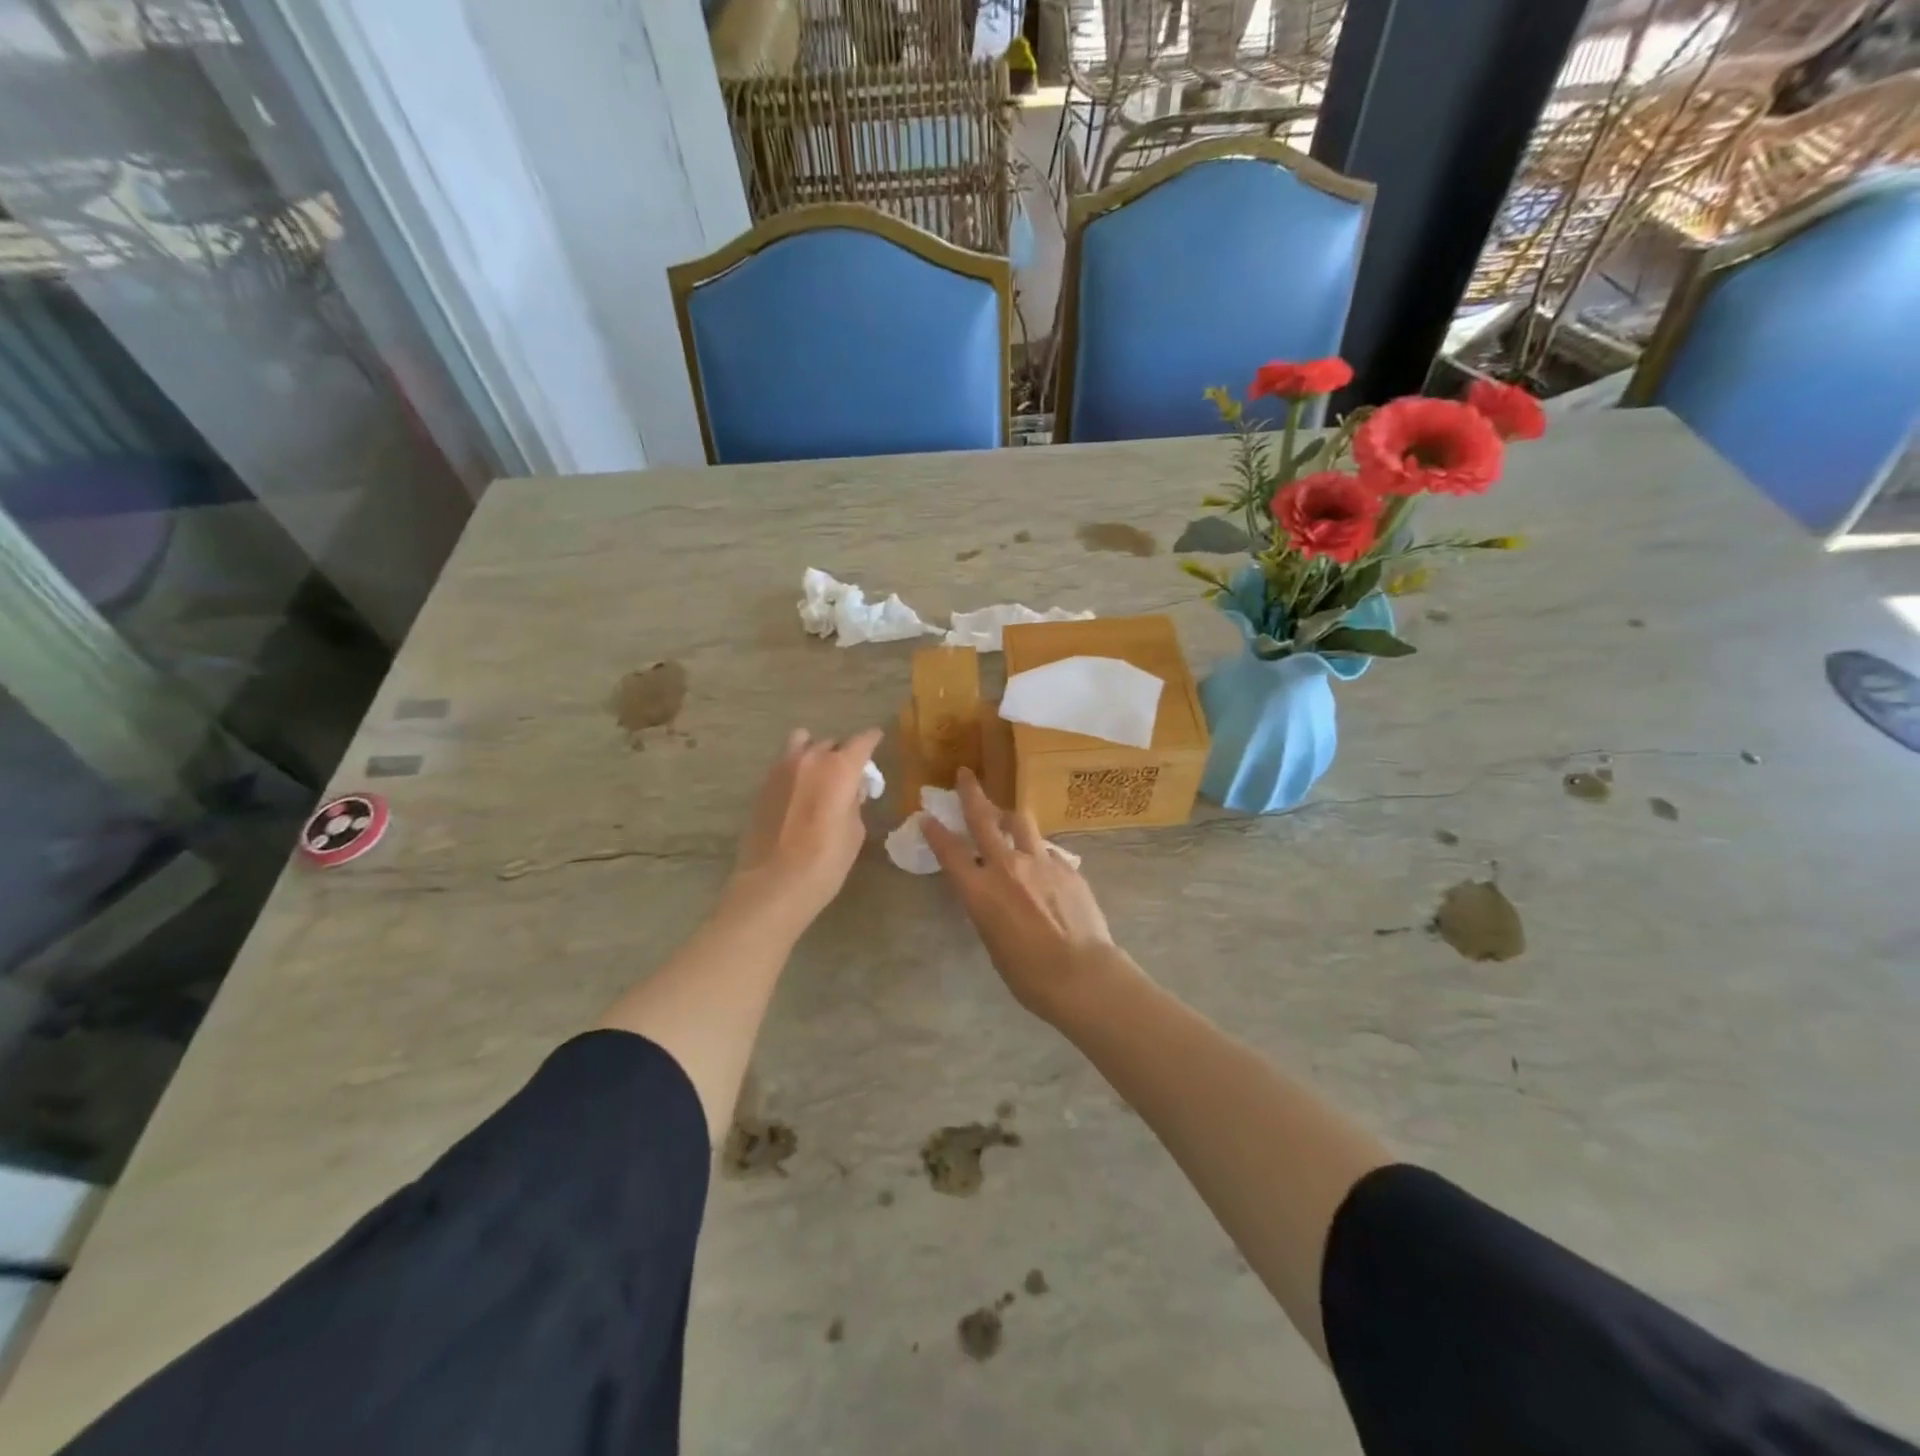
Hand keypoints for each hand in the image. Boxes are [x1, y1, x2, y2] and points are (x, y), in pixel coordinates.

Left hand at [732, 727, 882, 930]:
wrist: (773, 885)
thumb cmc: (825, 862)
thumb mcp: (854, 833)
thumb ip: (854, 803)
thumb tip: (851, 791)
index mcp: (839, 768)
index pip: (862, 741)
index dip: (872, 739)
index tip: (877, 740)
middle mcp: (809, 759)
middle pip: (831, 743)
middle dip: (843, 754)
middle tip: (849, 774)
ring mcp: (781, 769)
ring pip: (801, 744)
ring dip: (814, 753)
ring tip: (819, 774)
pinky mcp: (763, 785)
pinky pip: (784, 764)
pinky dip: (796, 769)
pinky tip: (800, 792)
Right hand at [923, 769, 1127, 1022]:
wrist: (1081, 973)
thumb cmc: (1028, 974)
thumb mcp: (993, 941)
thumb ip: (988, 908)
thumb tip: (992, 895)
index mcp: (979, 891)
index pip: (950, 852)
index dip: (935, 832)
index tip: (927, 816)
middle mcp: (1006, 866)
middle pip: (983, 819)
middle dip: (971, 793)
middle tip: (965, 774)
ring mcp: (1039, 861)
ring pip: (1020, 822)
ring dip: (1009, 816)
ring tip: (1007, 817)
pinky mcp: (1065, 866)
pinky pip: (1046, 848)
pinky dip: (1037, 850)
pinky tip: (1042, 863)